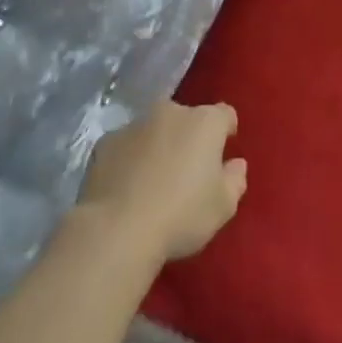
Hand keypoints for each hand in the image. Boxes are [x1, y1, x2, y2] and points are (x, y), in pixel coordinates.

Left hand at [78, 100, 246, 261]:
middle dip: (189, 137)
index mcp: (205, 122)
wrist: (117, 230)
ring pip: (154, 129)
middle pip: (187, 119)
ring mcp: (135, 124)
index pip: (225, 115)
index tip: (223, 155)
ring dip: (158, 146)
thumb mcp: (223, 206)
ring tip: (152, 182)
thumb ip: (235, 180)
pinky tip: (125, 187)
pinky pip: (125, 146)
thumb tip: (235, 164)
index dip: (226, 132)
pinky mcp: (106, 142)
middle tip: (187, 171)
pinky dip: (129, 159)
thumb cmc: (181, 215)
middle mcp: (171, 112)